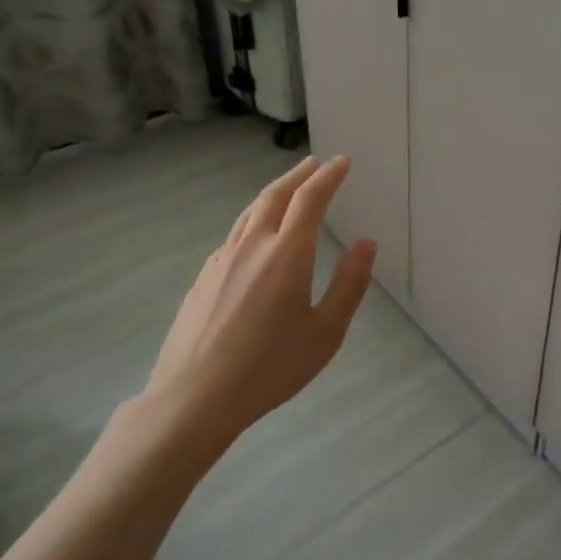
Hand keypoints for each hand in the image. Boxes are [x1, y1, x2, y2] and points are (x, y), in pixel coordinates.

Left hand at [144, 155, 376, 461]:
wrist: (194, 398)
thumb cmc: (270, 367)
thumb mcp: (325, 332)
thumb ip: (349, 285)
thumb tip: (366, 244)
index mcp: (287, 254)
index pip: (310, 200)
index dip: (328, 177)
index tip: (342, 161)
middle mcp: (252, 246)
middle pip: (275, 196)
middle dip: (298, 175)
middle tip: (315, 164)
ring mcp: (221, 260)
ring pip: (250, 212)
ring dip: (274, 193)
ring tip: (289, 189)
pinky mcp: (202, 278)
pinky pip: (234, 235)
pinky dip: (254, 220)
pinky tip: (257, 236)